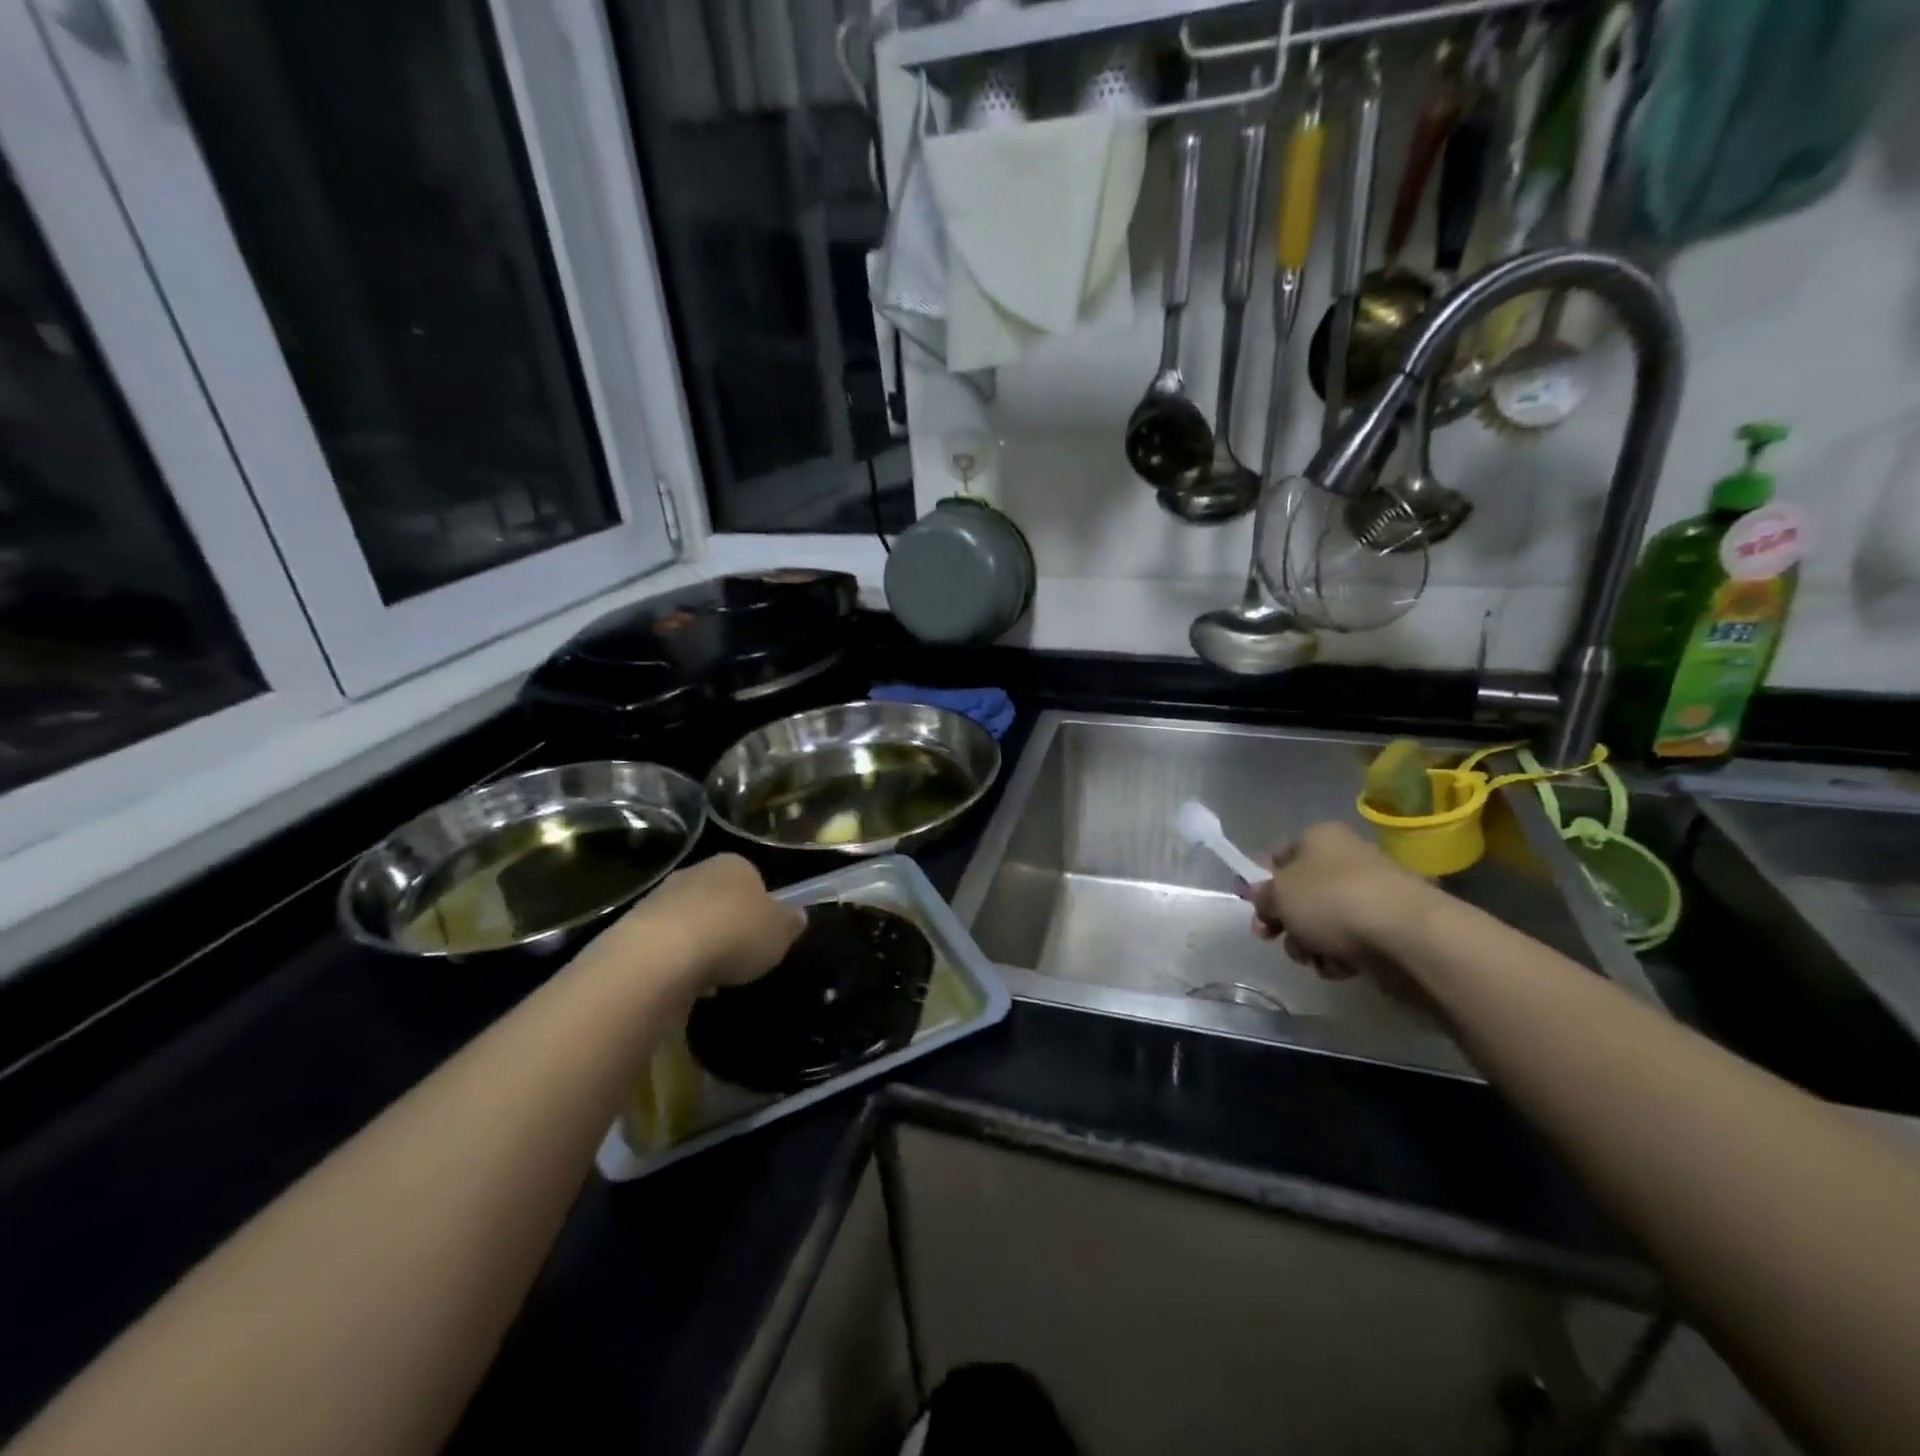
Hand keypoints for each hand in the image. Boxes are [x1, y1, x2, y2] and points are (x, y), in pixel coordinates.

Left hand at [614, 854, 805, 990]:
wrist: (660, 956)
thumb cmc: (733, 934)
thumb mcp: (780, 933)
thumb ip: (790, 923)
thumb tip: (797, 916)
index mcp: (734, 864)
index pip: (753, 879)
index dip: (761, 908)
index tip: (764, 935)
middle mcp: (696, 872)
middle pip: (719, 899)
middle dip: (727, 925)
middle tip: (739, 957)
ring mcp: (661, 898)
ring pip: (690, 922)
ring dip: (700, 945)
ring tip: (710, 978)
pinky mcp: (633, 928)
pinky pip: (665, 945)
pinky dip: (675, 963)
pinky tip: (682, 985)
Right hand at [1245, 822, 1432, 980]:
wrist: (1406, 937)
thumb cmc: (1332, 901)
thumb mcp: (1279, 893)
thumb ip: (1263, 895)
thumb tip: (1263, 897)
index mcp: (1320, 837)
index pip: (1280, 854)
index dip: (1263, 881)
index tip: (1254, 906)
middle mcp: (1346, 860)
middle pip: (1301, 893)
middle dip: (1285, 920)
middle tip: (1273, 937)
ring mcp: (1370, 895)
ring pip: (1322, 922)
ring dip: (1309, 943)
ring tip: (1314, 956)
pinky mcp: (1389, 929)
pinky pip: (1350, 943)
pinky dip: (1339, 956)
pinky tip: (1340, 967)